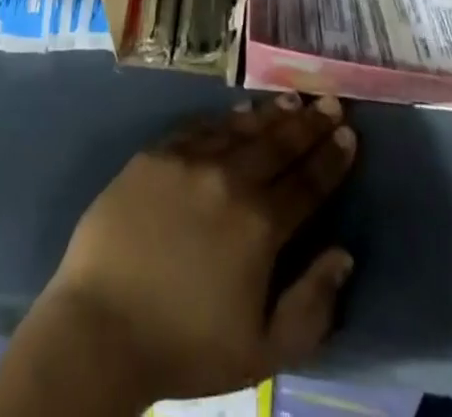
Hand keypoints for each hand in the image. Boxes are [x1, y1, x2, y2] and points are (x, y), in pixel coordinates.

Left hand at [36, 95, 357, 403]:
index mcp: (260, 225)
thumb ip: (312, 305)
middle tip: (329, 101)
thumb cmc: (186, 346)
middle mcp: (229, 179)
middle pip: (279, 144)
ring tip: (293, 100)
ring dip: (271, 114)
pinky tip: (238, 111)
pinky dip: (224, 118)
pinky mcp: (155, 154)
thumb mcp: (263, 351)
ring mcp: (189, 160)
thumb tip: (343, 256)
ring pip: (240, 128)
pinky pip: (199, 127)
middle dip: (310, 123)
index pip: (308, 182)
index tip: (350, 134)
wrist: (101, 325)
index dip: (332, 158)